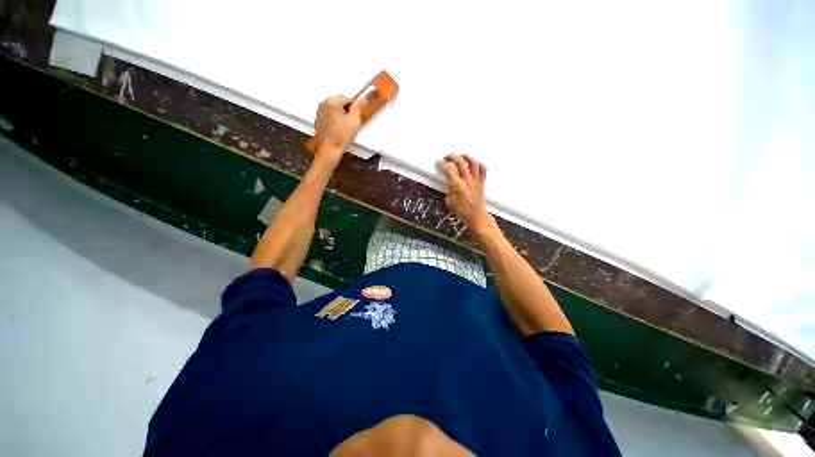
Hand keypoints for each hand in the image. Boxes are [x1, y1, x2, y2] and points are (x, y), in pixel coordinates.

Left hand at [313, 96, 364, 164]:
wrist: (330, 149)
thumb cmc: (343, 135)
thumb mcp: (354, 120)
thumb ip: (358, 107)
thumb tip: (363, 98)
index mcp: (332, 101)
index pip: (349, 98)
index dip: (355, 108)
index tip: (356, 119)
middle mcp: (324, 102)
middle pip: (341, 103)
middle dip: (347, 111)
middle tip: (351, 124)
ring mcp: (319, 111)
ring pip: (335, 109)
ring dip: (341, 115)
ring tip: (345, 128)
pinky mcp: (318, 119)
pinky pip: (330, 115)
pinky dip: (335, 119)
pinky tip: (338, 129)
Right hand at [436, 154, 495, 236]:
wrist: (476, 217)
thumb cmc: (462, 211)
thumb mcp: (449, 201)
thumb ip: (448, 189)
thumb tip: (448, 181)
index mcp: (458, 186)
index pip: (448, 170)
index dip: (442, 165)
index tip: (438, 163)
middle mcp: (468, 181)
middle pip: (461, 162)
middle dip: (452, 157)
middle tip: (447, 157)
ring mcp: (476, 180)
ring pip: (473, 162)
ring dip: (465, 157)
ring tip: (460, 156)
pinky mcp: (481, 182)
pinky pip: (482, 169)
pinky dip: (478, 163)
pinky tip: (473, 162)